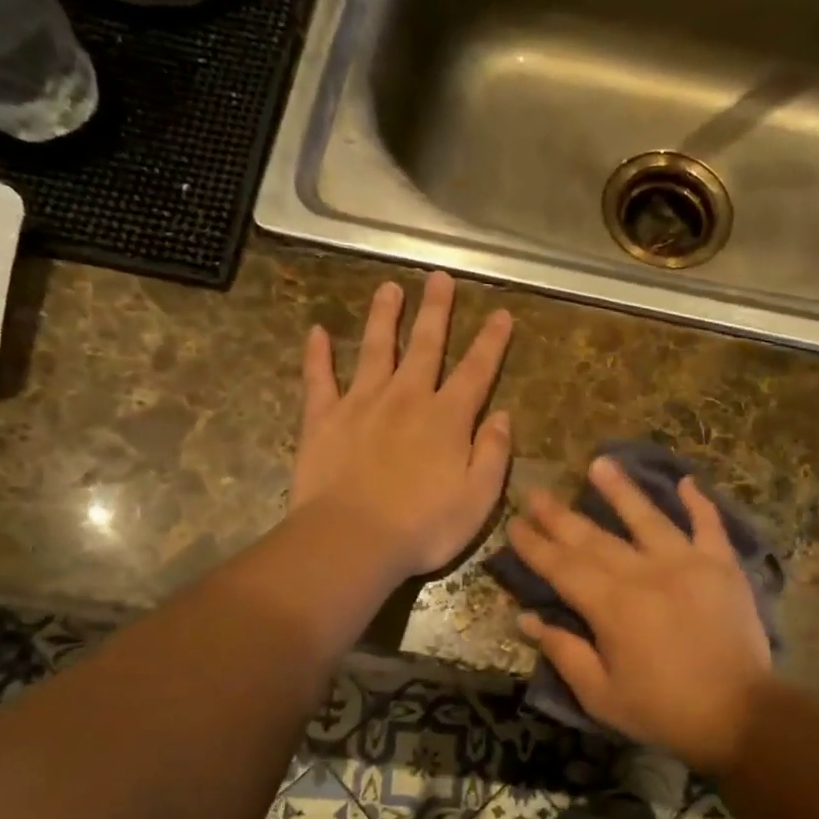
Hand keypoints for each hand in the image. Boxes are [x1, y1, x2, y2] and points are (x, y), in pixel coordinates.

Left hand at [291, 272, 513, 579]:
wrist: (352, 541)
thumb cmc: (423, 527)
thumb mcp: (479, 499)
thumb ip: (493, 454)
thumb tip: (501, 416)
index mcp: (447, 419)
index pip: (476, 371)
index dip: (491, 342)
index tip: (500, 313)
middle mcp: (407, 399)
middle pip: (425, 346)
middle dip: (436, 311)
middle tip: (439, 278)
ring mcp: (361, 404)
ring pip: (375, 349)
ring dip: (383, 317)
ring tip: (388, 288)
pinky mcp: (322, 419)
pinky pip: (318, 379)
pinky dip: (317, 355)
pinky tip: (316, 332)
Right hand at [505, 456, 772, 773]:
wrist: (741, 714)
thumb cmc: (664, 710)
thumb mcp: (601, 695)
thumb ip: (564, 652)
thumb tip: (526, 618)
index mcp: (612, 606)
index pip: (563, 567)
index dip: (535, 546)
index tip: (514, 524)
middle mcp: (645, 573)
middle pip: (595, 538)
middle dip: (561, 516)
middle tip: (536, 493)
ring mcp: (687, 563)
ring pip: (647, 518)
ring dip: (621, 490)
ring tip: (599, 463)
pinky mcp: (722, 566)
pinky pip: (709, 525)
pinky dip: (698, 503)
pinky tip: (686, 481)